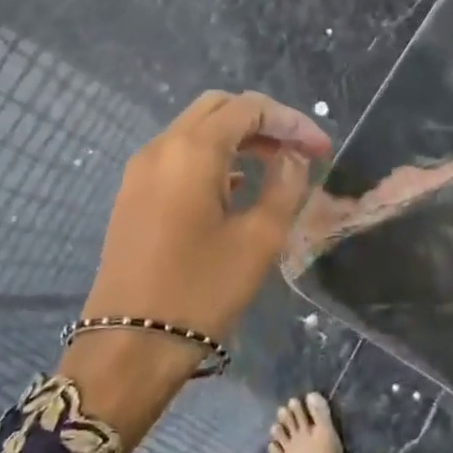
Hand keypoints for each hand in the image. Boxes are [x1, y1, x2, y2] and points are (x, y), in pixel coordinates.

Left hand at [81, 90, 332, 372]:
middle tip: (298, 152)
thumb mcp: (259, 239)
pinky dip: (213, 157)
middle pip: (218, 108)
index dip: (292, 122)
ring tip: (276, 167)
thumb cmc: (201, 291)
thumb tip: (293, 158)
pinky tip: (237, 187)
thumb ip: (285, 186)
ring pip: (196, 130)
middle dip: (264, 122)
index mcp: (192, 151)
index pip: (249, 108)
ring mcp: (141, 170)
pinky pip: (179, 156)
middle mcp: (161, 147)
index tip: (322, 150)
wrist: (130, 344)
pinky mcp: (134, 194)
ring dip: (238, 138)